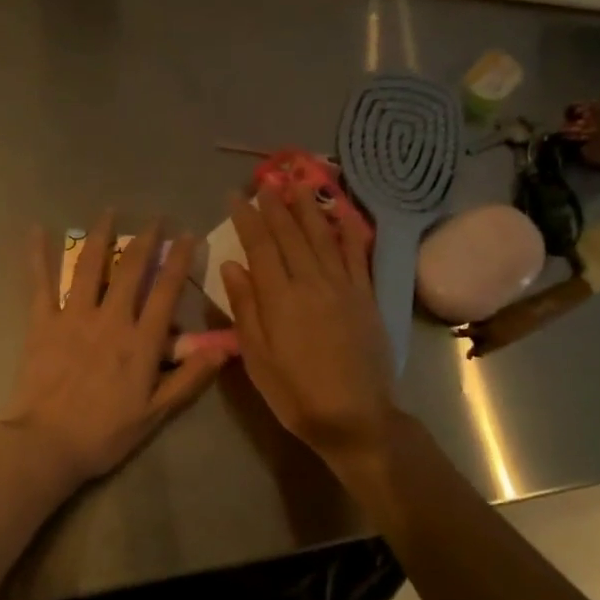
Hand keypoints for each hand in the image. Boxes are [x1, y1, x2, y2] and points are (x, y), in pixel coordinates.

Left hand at [1, 213, 227, 490]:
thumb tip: (225, 349)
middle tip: (154, 218)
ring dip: (101, 236)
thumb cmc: (105, 433)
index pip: (165, 291)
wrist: (47, 444)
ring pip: (89, 267)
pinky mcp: (42, 323)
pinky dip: (39, 256)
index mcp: (140, 342)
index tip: (187, 236)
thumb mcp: (156, 413)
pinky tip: (36, 231)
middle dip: (145, 240)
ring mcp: (73, 317)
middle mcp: (110, 319)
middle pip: (130, 270)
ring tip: (109, 212)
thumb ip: (189, 378)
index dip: (178, 260)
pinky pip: (41, 283)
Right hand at [220, 189, 397, 471]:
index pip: (260, 245)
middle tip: (266, 182)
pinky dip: (348, 232)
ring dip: (309, 208)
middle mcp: (311, 282)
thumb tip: (232, 264)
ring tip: (298, 183)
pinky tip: (341, 214)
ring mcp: (343, 286)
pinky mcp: (366, 296)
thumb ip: (245, 307)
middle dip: (276, 206)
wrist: (355, 416)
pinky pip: (357, 255)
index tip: (236, 196)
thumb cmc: (295, 393)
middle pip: (291, 234)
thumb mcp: (257, 357)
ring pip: (322, 237)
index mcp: (279, 297)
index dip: (247, 218)